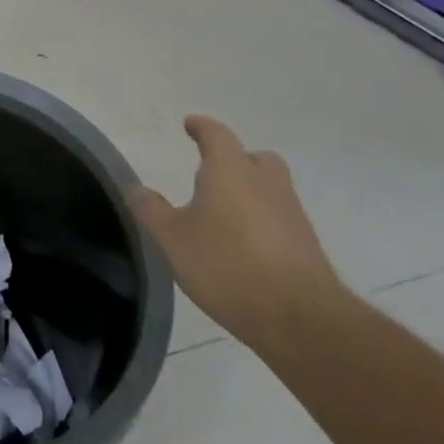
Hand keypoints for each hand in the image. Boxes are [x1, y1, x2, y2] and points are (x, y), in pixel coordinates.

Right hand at [129, 115, 343, 350]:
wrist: (300, 319)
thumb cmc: (227, 265)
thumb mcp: (173, 239)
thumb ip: (152, 210)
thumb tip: (136, 188)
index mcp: (231, 170)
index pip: (217, 135)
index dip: (202, 127)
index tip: (190, 125)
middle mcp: (266, 183)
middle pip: (255, 158)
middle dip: (235, 160)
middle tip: (213, 172)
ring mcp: (291, 214)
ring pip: (271, 188)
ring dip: (251, 192)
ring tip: (225, 214)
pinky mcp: (307, 246)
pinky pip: (280, 219)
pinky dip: (263, 221)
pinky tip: (245, 246)